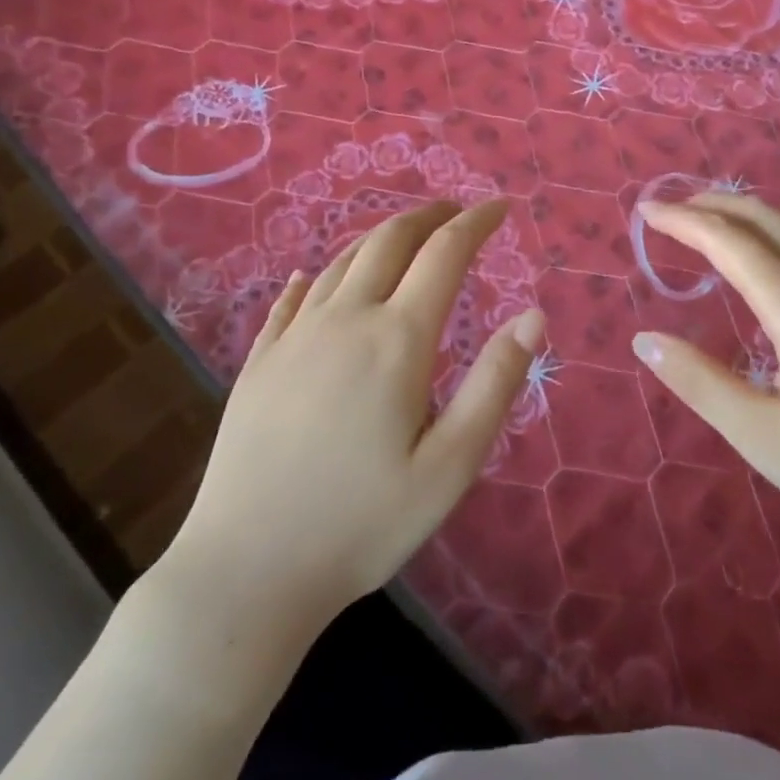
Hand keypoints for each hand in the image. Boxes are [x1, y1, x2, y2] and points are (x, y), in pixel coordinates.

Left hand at [162, 200, 540, 624]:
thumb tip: (533, 316)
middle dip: (428, 215)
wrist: (246, 572)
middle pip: (390, 240)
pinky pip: (293, 298)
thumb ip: (495, 383)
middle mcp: (345, 319)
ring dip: (380, 237)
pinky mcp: (259, 361)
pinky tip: (316, 277)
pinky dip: (319, 275)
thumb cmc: (362, 523)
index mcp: (397, 339)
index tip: (500, 207)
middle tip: (455, 211)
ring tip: (405, 237)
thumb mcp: (451, 464)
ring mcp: (295, 336)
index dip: (476, 222)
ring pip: (343, 261)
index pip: (445, 254)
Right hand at [633, 194, 779, 560]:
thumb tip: (646, 341)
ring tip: (714, 232)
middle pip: (765, 217)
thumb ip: (702, 384)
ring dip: (747, 220)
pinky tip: (775, 274)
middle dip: (714, 204)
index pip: (726, 241)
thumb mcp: (767, 437)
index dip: (682, 221)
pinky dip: (776, 241)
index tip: (646, 212)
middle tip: (674, 209)